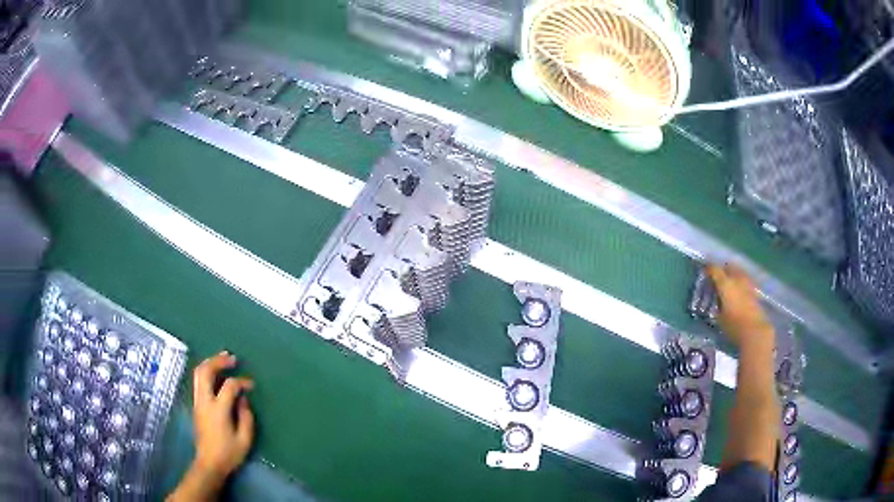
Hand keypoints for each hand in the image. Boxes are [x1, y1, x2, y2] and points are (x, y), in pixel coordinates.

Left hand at [191, 351, 254, 483]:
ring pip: (198, 373)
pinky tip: (216, 373)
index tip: (251, 385)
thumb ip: (246, 417)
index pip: (229, 386)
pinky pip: (198, 381)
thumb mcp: (244, 439)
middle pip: (206, 371)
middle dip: (218, 361)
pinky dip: (207, 372)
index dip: (242, 382)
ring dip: (210, 363)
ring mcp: (197, 402)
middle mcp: (204, 401)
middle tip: (232, 358)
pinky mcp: (196, 405)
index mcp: (218, 409)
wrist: (209, 463)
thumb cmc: (229, 453)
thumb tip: (243, 400)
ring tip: (223, 359)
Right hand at [706, 264, 774, 351]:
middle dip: (722, 270)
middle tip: (717, 277)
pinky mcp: (754, 291)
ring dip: (732, 274)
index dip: (709, 270)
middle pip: (728, 267)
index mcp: (725, 284)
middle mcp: (737, 279)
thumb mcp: (719, 317)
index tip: (704, 273)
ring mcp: (747, 283)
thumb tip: (717, 299)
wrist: (755, 331)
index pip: (715, 270)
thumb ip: (717, 304)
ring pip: (738, 272)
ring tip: (728, 283)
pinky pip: (744, 281)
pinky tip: (737, 290)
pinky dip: (740, 283)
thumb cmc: (734, 326)